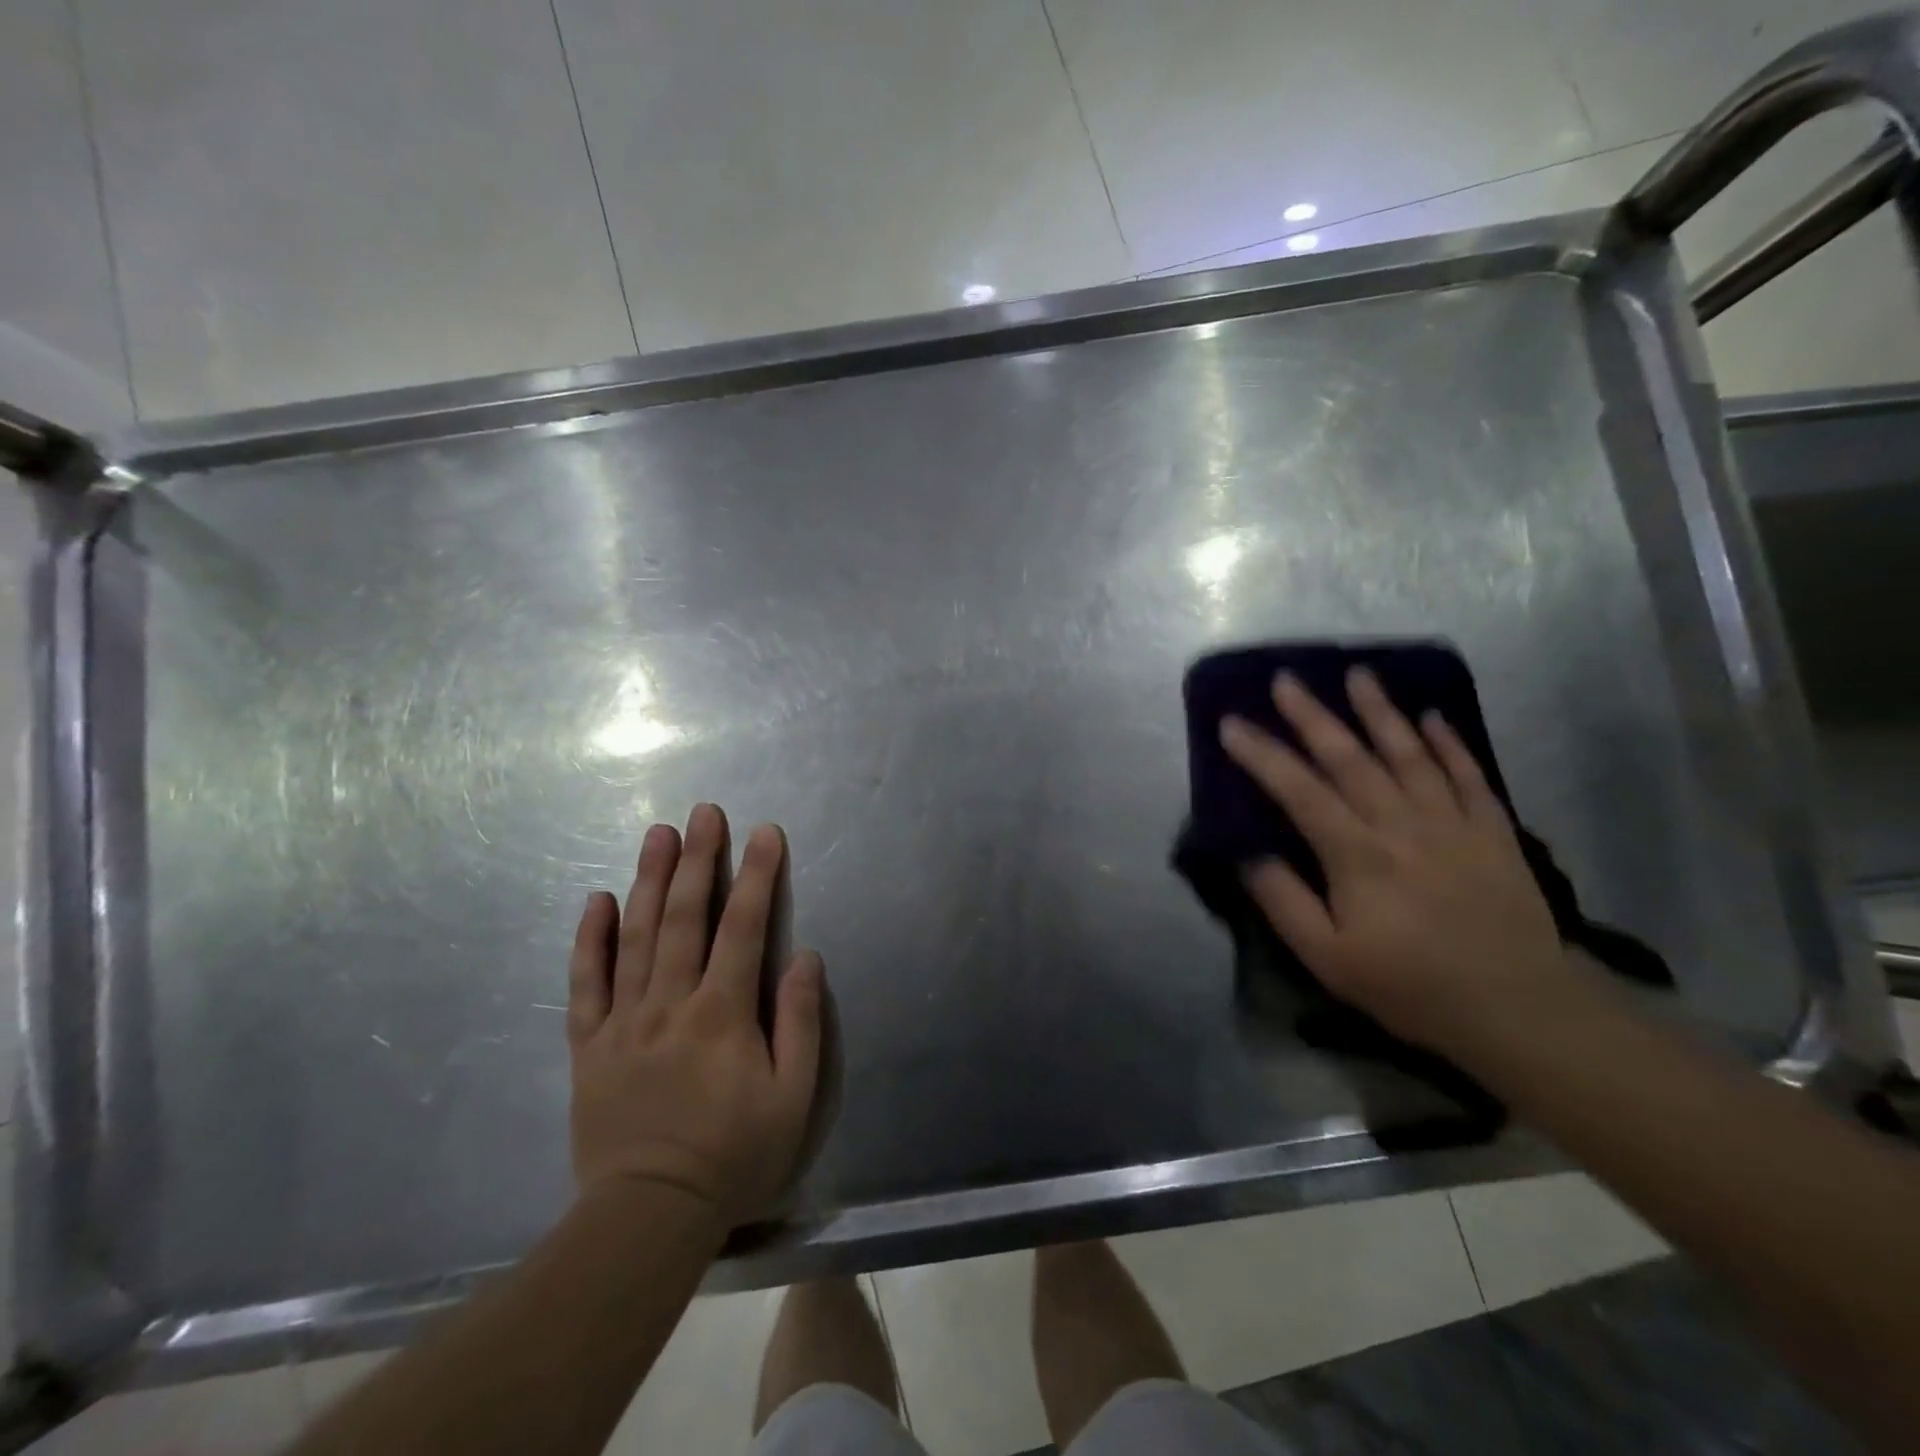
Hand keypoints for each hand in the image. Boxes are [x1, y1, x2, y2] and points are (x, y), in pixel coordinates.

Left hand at [567, 804, 824, 1227]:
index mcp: (723, 1013)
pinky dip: (590, 938)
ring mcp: (624, 1021)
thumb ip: (799, 1022)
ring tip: (658, 834)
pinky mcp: (589, 1045)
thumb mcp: (793, 1098)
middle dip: (698, 859)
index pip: (744, 927)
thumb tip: (804, 957)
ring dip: (649, 880)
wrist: (648, 1217)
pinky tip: (597, 899)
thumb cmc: (733, 1156)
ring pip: (636, 936)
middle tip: (704, 812)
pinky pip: (585, 982)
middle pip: (685, 917)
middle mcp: (671, 1003)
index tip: (765, 833)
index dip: (758, 876)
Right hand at [1219, 667, 1573, 1056]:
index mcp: (1357, 855)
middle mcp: (1401, 825)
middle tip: (1286, 680)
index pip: (1299, 791)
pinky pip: (1468, 775)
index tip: (1232, 724)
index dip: (1262, 755)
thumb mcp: (1328, 959)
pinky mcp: (1492, 831)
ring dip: (1379, 711)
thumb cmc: (1410, 986)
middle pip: (1350, 758)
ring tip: (1357, 674)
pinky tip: (1431, 716)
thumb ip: (1285, 903)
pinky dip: (1448, 743)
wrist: (1518, 1010)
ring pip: (1409, 753)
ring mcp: (1452, 823)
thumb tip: (1250, 856)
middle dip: (1313, 716)